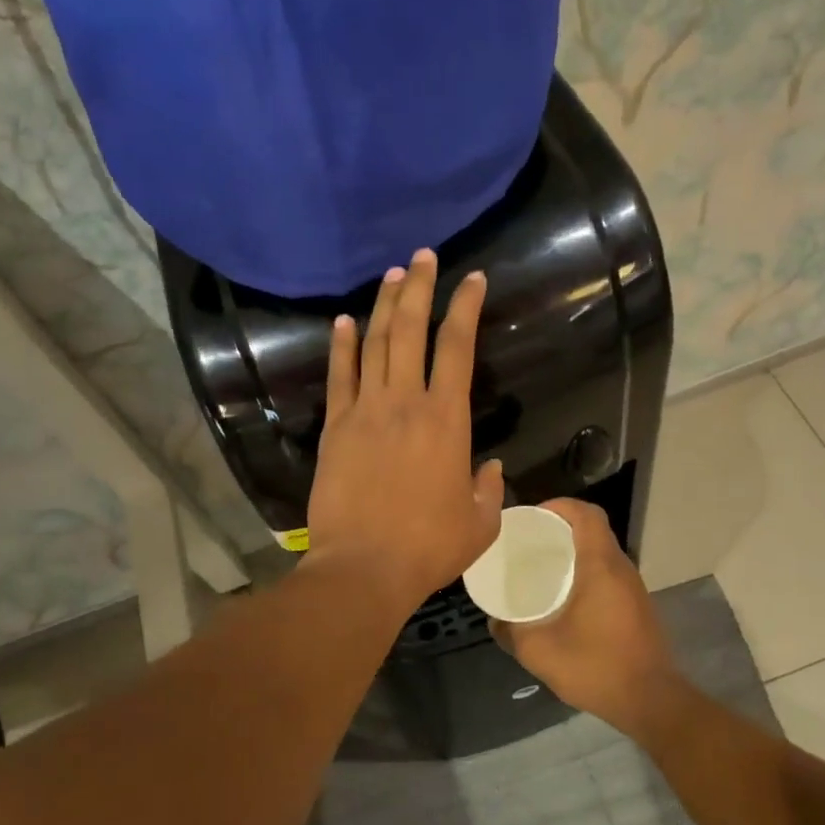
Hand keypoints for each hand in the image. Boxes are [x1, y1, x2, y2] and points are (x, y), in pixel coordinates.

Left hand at [305, 248, 504, 615]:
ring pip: (374, 344)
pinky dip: (340, 346)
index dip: (466, 307)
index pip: (458, 347)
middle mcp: (405, 402)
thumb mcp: (480, 523)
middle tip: (422, 256)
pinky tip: (342, 321)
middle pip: (410, 330)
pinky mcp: (335, 428)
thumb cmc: (428, 547)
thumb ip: (489, 489)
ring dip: (383, 306)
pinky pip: (339, 377)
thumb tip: (489, 467)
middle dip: (418, 288)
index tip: (473, 278)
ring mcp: (365, 411)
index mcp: (447, 420)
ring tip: (391, 276)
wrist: (363, 568)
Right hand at [491, 499, 678, 739]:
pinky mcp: (637, 605)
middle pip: (593, 529)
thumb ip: (511, 632)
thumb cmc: (596, 667)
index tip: (531, 518)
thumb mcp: (540, 651)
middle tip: (529, 542)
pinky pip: (609, 573)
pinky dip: (586, 570)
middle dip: (560, 527)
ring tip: (542, 565)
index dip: (559, 506)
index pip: (586, 514)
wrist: (651, 701)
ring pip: (602, 551)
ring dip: (575, 550)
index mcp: (601, 566)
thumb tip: (494, 620)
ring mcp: (633, 587)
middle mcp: (621, 568)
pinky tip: (565, 595)